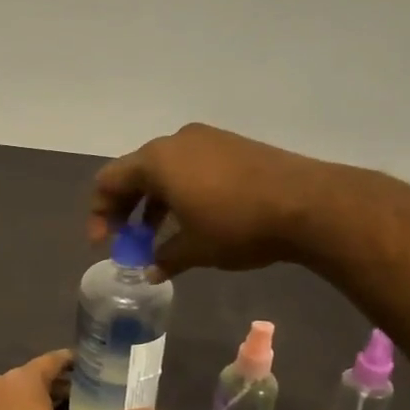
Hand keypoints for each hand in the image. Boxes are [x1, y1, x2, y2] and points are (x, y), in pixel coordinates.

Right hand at [89, 122, 333, 279]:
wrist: (310, 204)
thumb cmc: (238, 225)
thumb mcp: (194, 249)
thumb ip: (164, 257)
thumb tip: (150, 270)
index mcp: (156, 161)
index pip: (108, 181)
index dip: (99, 214)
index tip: (104, 245)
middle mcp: (176, 142)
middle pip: (134, 173)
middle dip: (126, 208)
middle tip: (128, 240)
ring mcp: (207, 140)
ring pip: (165, 170)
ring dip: (154, 203)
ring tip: (159, 236)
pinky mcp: (232, 146)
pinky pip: (191, 167)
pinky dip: (180, 192)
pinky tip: (192, 219)